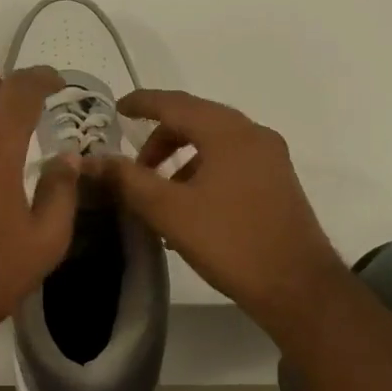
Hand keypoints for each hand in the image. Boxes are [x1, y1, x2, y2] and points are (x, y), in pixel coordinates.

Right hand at [85, 90, 347, 352]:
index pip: (175, 103)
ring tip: (158, 192)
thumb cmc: (230, 242)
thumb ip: (128, 180)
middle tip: (133, 166)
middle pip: (196, 120)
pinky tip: (188, 206)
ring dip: (180, 157)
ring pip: (214, 142)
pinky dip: (202, 171)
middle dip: (159, 138)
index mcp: (228, 133)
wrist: (297, 287)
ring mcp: (270, 158)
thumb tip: (94, 160)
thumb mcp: (169, 211)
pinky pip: (230, 161)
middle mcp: (253, 135)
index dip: (142, 103)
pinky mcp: (277, 182)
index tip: (116, 108)